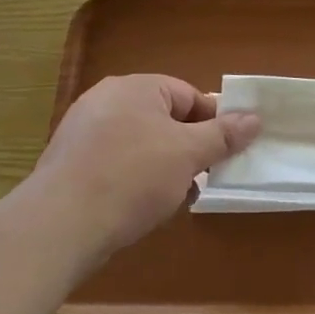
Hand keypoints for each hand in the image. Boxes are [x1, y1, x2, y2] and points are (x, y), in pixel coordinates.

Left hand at [25, 75, 259, 262]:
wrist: (59, 226)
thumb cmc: (132, 177)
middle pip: (164, 119)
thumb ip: (223, 135)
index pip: (188, 96)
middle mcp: (105, 100)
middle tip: (202, 178)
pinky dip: (133, 180)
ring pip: (140, 144)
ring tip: (173, 199)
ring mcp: (82, 132)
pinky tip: (140, 208)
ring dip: (163, 168)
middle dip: (187, 149)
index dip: (213, 123)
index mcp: (135, 87)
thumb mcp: (188, 154)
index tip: (226, 153)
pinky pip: (115, 163)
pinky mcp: (69, 164)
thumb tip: (255, 118)